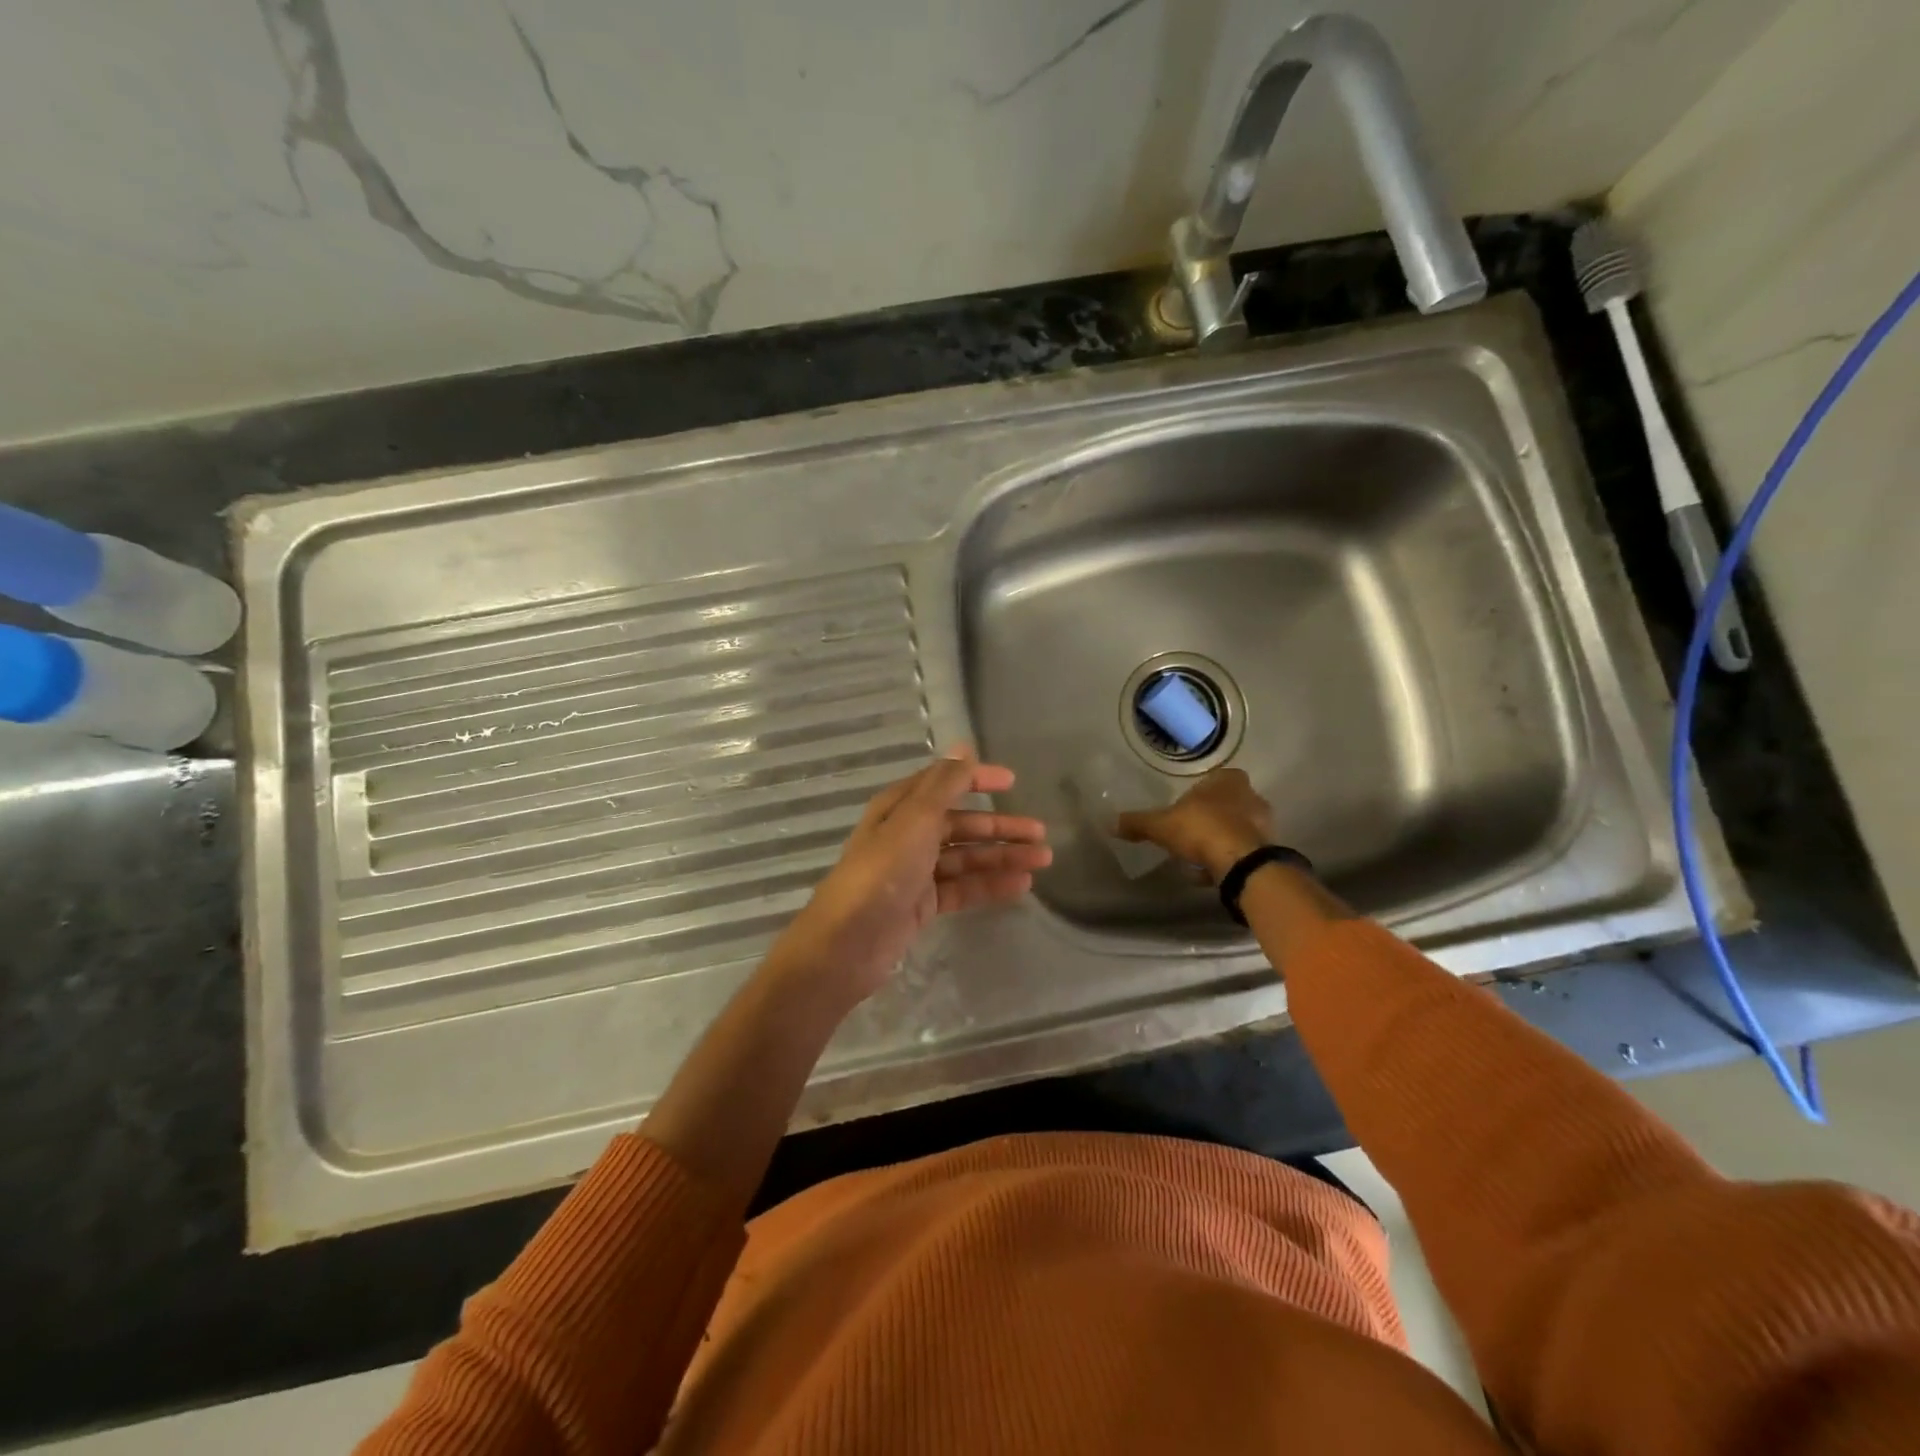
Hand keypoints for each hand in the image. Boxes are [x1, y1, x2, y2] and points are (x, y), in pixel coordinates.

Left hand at [767, 749, 1050, 1006]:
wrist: (848, 942)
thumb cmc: (882, 871)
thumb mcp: (916, 819)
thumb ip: (944, 785)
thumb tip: (964, 748)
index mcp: (900, 808)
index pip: (944, 784)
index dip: (977, 779)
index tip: (1013, 781)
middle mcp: (908, 835)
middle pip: (961, 825)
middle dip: (1000, 827)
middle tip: (1041, 833)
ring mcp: (915, 872)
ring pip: (966, 858)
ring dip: (1002, 857)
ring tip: (1042, 860)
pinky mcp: (922, 905)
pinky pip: (963, 888)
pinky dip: (990, 885)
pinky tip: (1021, 886)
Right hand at [1116, 767, 1272, 882]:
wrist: (1240, 862)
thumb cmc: (1201, 829)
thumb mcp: (1160, 825)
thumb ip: (1137, 823)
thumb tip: (1110, 823)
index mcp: (1228, 780)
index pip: (1214, 779)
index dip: (1199, 793)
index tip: (1184, 809)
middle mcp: (1251, 795)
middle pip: (1227, 804)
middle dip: (1210, 817)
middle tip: (1189, 832)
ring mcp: (1264, 823)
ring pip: (1236, 828)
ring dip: (1220, 839)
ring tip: (1197, 857)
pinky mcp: (1268, 849)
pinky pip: (1242, 850)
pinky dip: (1228, 859)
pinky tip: (1210, 872)